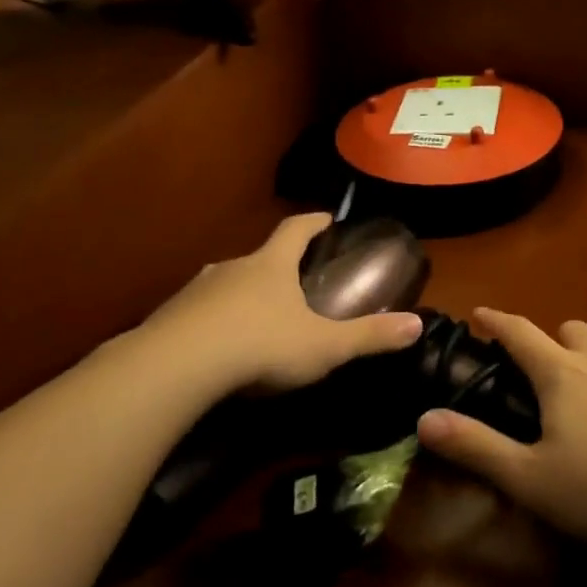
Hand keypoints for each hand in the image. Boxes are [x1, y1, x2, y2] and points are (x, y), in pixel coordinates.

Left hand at [145, 214, 423, 392]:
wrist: (176, 368)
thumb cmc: (261, 346)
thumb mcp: (324, 346)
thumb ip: (369, 336)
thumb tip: (418, 324)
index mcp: (271, 265)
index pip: (295, 229)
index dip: (313, 222)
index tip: (327, 218)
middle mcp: (232, 268)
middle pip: (259, 257)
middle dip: (277, 266)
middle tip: (294, 283)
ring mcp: (196, 291)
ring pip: (226, 285)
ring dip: (242, 295)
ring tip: (256, 319)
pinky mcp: (168, 318)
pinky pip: (197, 313)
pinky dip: (212, 322)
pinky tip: (217, 349)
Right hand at [416, 309, 586, 545]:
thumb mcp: (531, 479)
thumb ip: (476, 447)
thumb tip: (424, 418)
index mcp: (561, 374)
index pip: (519, 332)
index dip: (496, 320)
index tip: (479, 313)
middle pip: (569, 330)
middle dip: (547, 339)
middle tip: (537, 370)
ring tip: (584, 393)